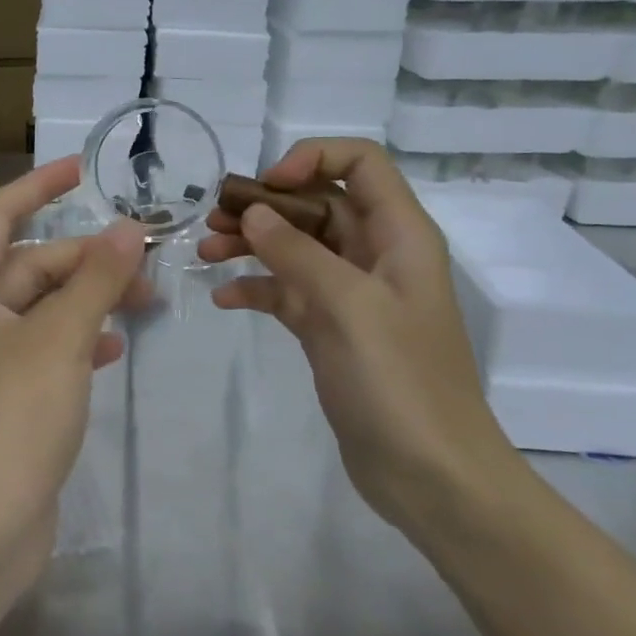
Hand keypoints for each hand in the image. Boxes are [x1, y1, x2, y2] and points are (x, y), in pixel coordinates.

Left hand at [0, 157, 146, 578]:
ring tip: (144, 302)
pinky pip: (47, 351)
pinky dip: (79, 342)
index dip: (38, 186)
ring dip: (89, 300)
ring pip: (43, 310)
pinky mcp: (7, 400)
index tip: (81, 169)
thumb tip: (129, 228)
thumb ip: (96, 280)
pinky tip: (113, 349)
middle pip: (30, 266)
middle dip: (85, 259)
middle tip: (146, 260)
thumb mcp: (58, 338)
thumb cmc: (8, 417)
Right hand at [199, 138, 521, 525]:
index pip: (361, 163)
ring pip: (297, 248)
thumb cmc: (399, 382)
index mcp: (399, 235)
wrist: (431, 475)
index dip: (312, 159)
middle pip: (318, 204)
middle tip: (213, 222)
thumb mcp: (348, 307)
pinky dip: (257, 289)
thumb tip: (252, 214)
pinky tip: (225, 300)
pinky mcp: (331, 330)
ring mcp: (352, 295)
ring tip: (204, 255)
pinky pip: (288, 292)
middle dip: (265, 206)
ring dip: (252, 245)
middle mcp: (377, 255)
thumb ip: (298, 253)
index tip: (265, 189)